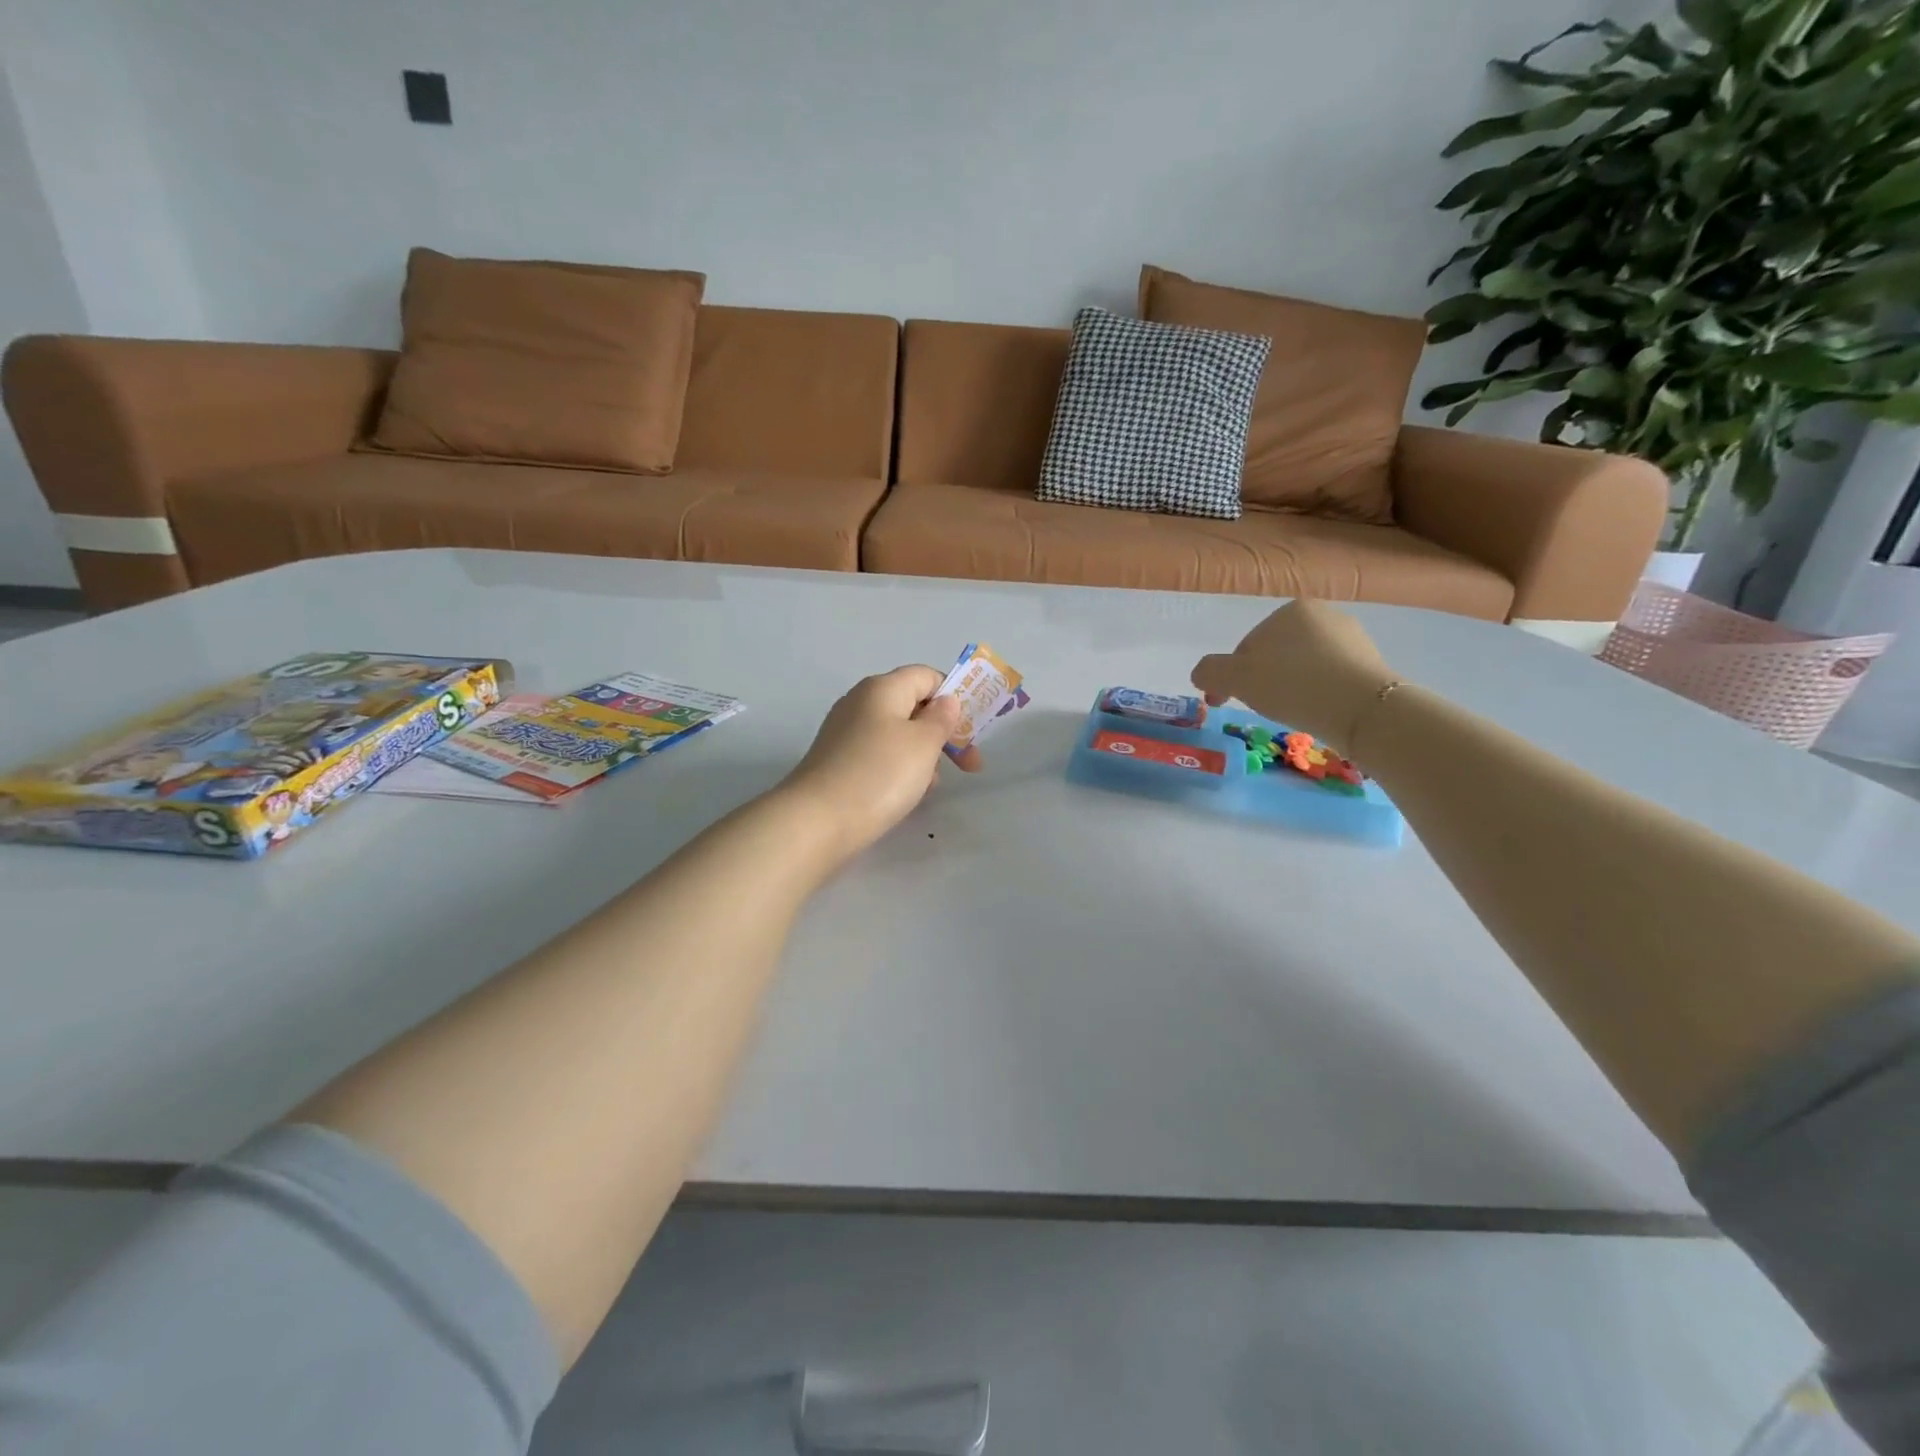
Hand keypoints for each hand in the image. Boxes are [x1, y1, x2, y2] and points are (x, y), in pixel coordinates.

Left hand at [781, 666, 981, 858]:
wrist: (818, 822)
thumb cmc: (880, 775)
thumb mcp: (923, 743)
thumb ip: (941, 718)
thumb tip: (945, 701)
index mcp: (882, 688)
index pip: (927, 676)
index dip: (954, 697)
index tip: (972, 730)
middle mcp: (860, 703)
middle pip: (913, 706)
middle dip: (944, 732)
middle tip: (968, 765)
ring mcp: (845, 733)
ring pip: (898, 734)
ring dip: (923, 755)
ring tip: (932, 784)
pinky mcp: (837, 761)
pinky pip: (879, 755)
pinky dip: (899, 769)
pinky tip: (906, 794)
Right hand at [1191, 600, 1398, 755]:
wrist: (1362, 709)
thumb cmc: (1291, 684)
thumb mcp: (1234, 678)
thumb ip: (1209, 671)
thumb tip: (1202, 674)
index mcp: (1290, 610)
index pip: (1247, 646)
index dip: (1233, 676)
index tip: (1229, 701)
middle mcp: (1324, 616)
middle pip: (1276, 655)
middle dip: (1263, 680)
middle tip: (1261, 708)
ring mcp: (1353, 639)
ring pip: (1304, 667)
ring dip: (1290, 688)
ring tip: (1291, 714)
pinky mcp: (1372, 665)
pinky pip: (1330, 680)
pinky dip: (1317, 694)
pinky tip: (1316, 712)